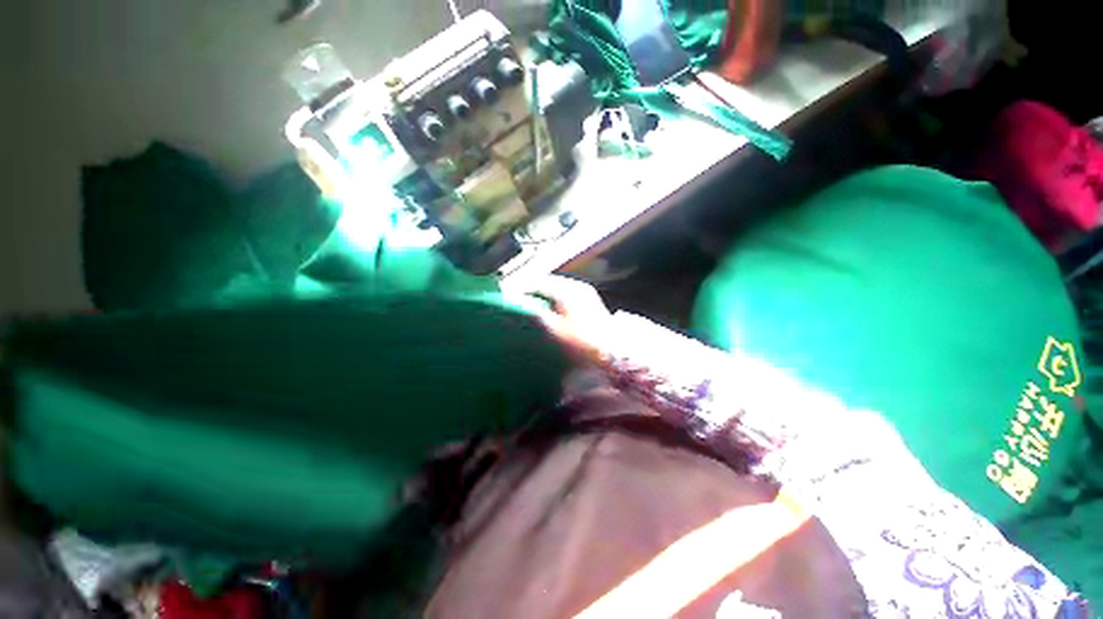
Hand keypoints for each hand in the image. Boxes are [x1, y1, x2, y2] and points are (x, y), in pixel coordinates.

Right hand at [520, 276, 613, 365]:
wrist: (613, 350)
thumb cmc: (582, 341)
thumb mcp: (555, 330)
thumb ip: (536, 314)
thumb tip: (521, 304)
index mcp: (566, 289)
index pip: (537, 282)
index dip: (519, 288)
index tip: (506, 295)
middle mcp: (576, 285)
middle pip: (547, 282)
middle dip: (530, 289)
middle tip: (515, 299)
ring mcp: (584, 291)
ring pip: (555, 287)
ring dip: (541, 293)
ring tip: (527, 303)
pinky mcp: (588, 299)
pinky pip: (564, 293)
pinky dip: (552, 297)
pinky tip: (546, 308)